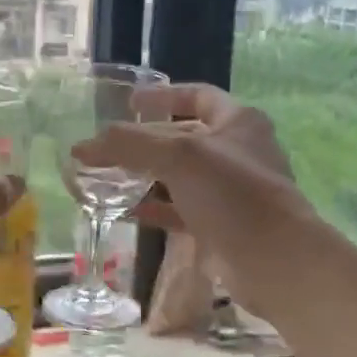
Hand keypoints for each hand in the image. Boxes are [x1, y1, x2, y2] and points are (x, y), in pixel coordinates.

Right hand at [72, 84, 317, 319]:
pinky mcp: (220, 226)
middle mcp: (237, 152)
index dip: (164, 96)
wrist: (274, 261)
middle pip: (185, 137)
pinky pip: (181, 211)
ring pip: (181, 177)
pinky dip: (155, 209)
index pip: (198, 95)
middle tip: (109, 145)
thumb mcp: (179, 157)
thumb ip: (130, 145)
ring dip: (146, 176)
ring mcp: (230, 192)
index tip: (130, 102)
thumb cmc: (233, 194)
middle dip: (146, 141)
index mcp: (238, 122)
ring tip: (108, 178)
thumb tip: (82, 147)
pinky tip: (127, 212)